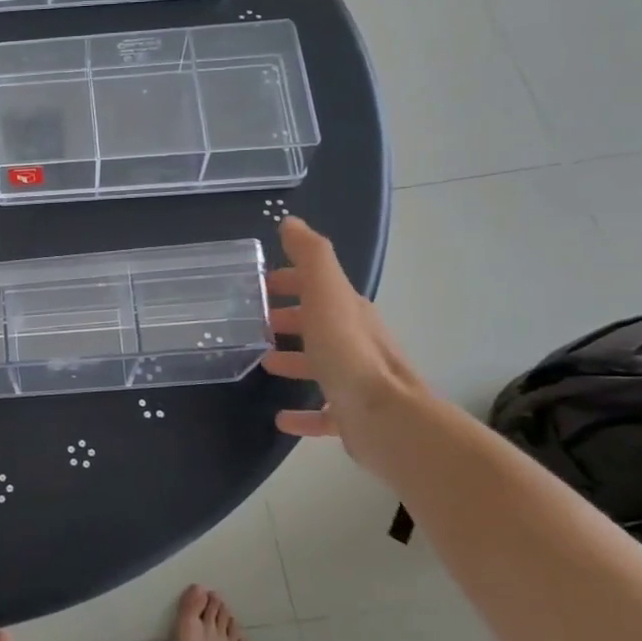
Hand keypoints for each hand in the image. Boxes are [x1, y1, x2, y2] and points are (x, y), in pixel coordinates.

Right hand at [261, 216, 426, 455]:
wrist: (385, 417)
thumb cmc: (347, 351)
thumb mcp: (325, 293)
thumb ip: (310, 256)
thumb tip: (291, 222)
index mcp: (348, 311)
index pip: (318, 286)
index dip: (291, 280)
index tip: (259, 284)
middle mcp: (354, 341)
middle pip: (318, 323)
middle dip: (289, 318)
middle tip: (255, 322)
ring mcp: (356, 380)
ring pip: (320, 364)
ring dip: (294, 360)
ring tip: (264, 362)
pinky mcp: (352, 415)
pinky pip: (323, 411)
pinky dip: (302, 413)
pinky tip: (281, 418)